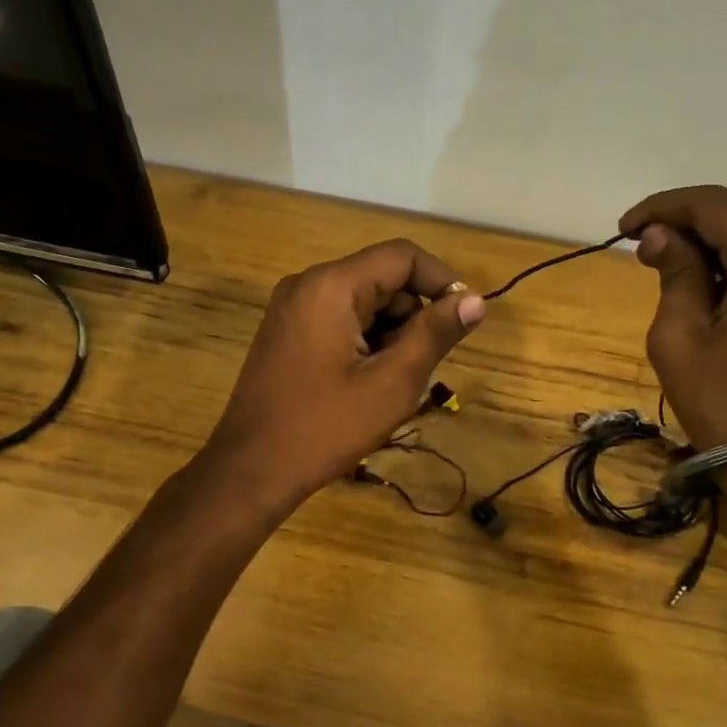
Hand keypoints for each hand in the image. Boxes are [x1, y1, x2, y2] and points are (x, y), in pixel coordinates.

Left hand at [201, 239, 486, 514]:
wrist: (251, 470)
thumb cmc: (326, 427)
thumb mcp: (392, 382)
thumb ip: (435, 334)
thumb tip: (475, 301)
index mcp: (331, 286)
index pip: (402, 257)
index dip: (442, 281)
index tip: (465, 319)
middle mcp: (307, 284)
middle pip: (382, 278)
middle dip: (413, 316)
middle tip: (422, 366)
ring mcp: (292, 307)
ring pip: (363, 302)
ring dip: (391, 333)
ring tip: (391, 383)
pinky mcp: (287, 331)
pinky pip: (340, 319)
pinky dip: (365, 341)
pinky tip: (366, 383)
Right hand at [618, 185, 726, 453]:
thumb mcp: (681, 338)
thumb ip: (675, 273)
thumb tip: (662, 235)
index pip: (712, 204)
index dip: (663, 206)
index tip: (624, 228)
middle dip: (690, 215)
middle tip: (646, 244)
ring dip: (716, 232)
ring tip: (671, 260)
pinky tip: (711, 279)